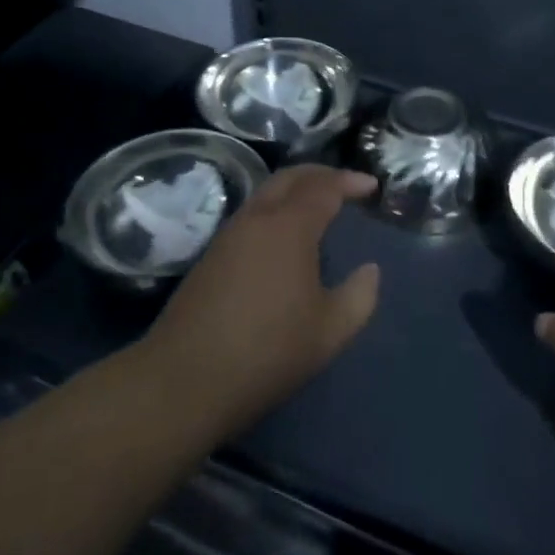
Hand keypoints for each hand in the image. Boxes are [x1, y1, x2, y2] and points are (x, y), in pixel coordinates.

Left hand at [145, 165, 381, 437]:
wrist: (182, 381)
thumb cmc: (265, 352)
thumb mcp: (329, 333)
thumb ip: (359, 297)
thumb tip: (370, 270)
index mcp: (289, 227)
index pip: (324, 187)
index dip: (350, 181)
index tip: (371, 186)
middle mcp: (257, 218)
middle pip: (291, 177)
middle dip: (321, 173)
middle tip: (346, 184)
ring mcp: (229, 234)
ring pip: (267, 192)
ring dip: (296, 189)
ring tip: (318, 207)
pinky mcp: (211, 255)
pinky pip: (252, 213)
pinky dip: (277, 208)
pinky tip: (285, 238)